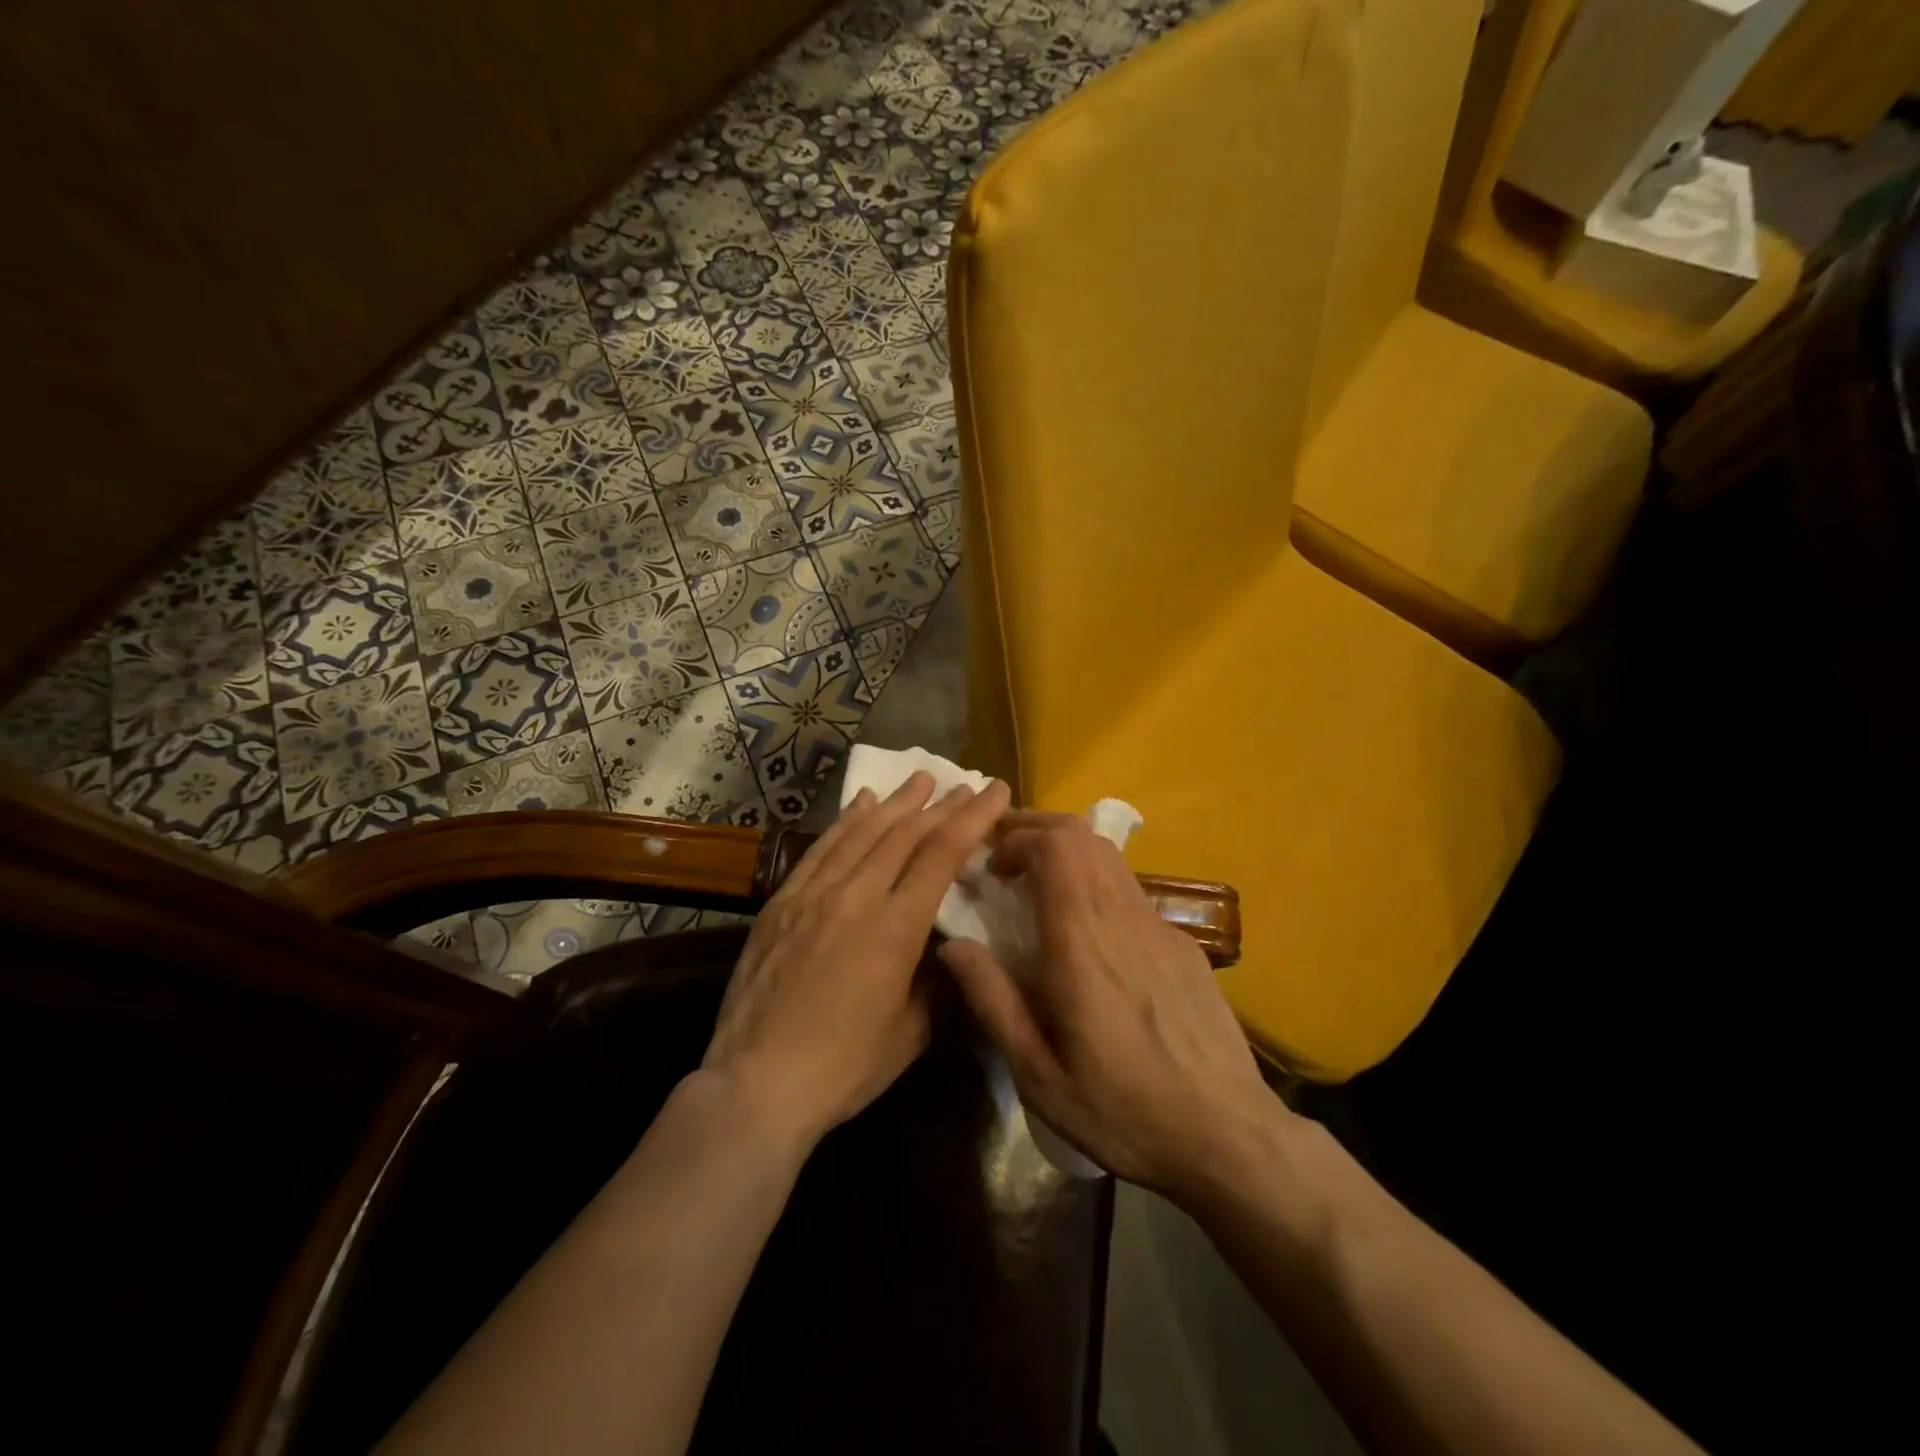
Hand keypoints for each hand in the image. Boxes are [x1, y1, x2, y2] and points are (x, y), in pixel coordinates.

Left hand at [702, 771, 1011, 1147]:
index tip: (994, 791)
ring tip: (919, 779)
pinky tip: (862, 804)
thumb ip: (937, 983)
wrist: (757, 1083)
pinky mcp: (782, 901)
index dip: (973, 818)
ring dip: (896, 802)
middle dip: (940, 804)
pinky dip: (847, 821)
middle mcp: (857, 896)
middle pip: (905, 834)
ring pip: (863, 832)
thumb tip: (946, 950)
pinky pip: (822, 848)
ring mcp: (814, 893)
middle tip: (963, 783)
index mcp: (896, 927)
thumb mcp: (912, 1032)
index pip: (942, 854)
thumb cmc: (845, 1066)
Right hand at [939, 813, 1280, 1195]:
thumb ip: (993, 1000)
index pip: (1054, 847)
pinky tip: (1086, 924)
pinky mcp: (1182, 944)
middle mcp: (1122, 918)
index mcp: (1081, 942)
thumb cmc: (1122, 1111)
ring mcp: (1159, 927)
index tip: (989, 866)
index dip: (1016, 839)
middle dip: (1036, 828)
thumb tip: (953, 946)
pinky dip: (1095, 880)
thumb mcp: (1038, 1074)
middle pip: (1081, 836)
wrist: (1228, 1136)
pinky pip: (1130, 889)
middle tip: (1003, 852)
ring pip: (1109, 856)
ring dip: (1067, 849)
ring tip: (1036, 877)